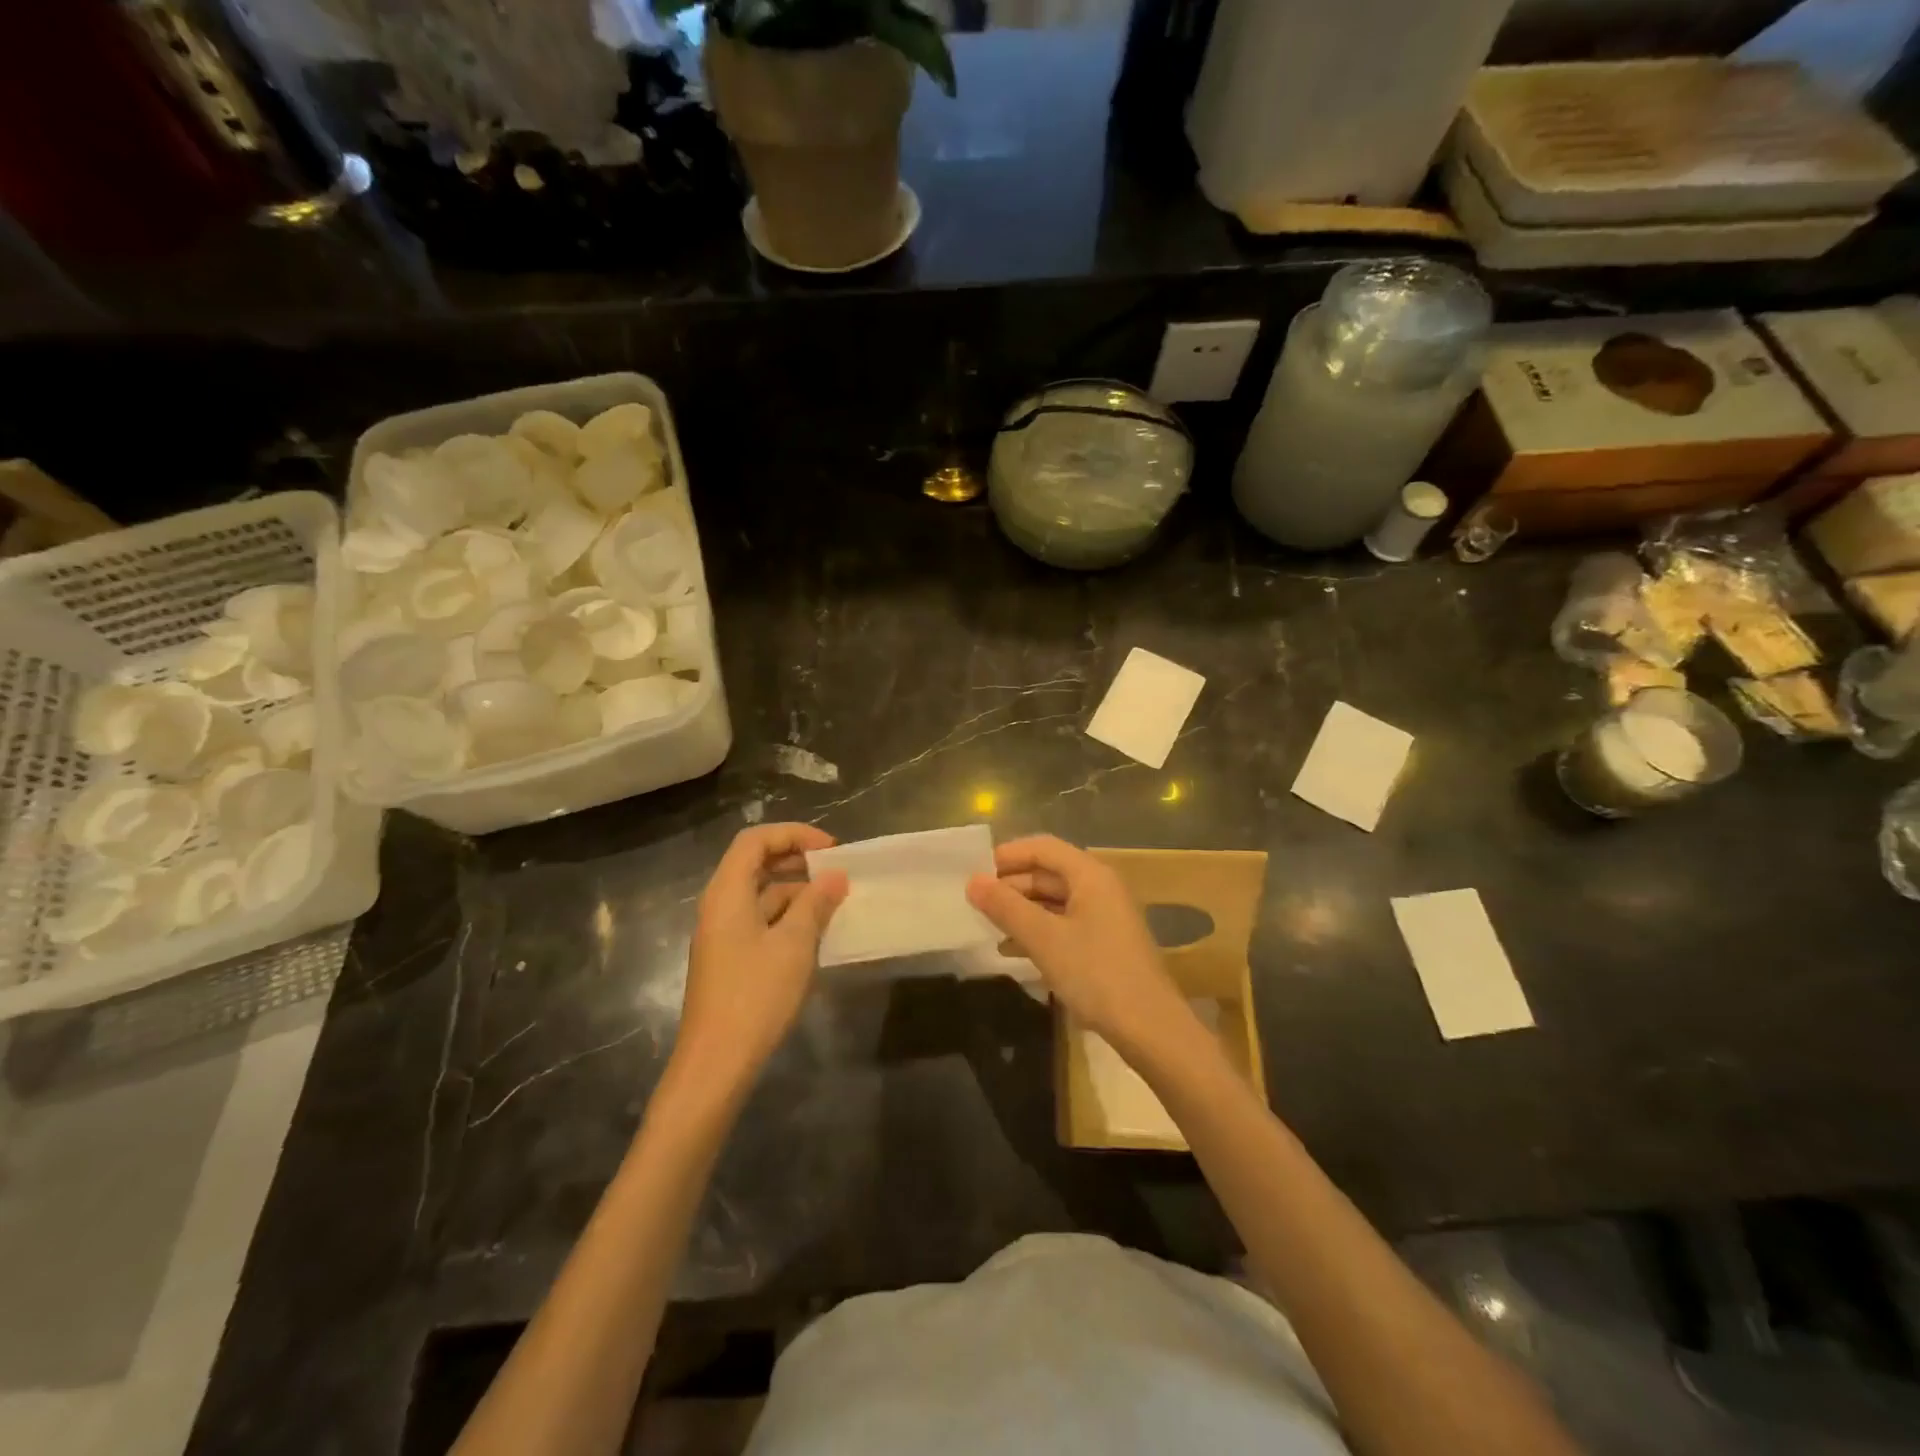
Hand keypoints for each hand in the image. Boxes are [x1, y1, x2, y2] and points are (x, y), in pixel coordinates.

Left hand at [677, 823, 848, 1089]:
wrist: (716, 1063)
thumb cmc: (756, 996)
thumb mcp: (795, 944)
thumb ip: (816, 904)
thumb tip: (836, 876)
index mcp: (727, 893)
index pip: (755, 840)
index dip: (793, 834)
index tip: (831, 849)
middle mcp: (719, 905)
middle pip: (755, 863)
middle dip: (796, 858)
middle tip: (834, 869)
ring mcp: (722, 933)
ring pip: (759, 893)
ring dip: (795, 889)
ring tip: (833, 901)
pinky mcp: (729, 958)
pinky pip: (759, 920)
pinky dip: (787, 915)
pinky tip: (815, 932)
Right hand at [967, 835, 1189, 1058]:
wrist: (1150, 1028)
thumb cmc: (1095, 973)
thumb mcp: (1044, 938)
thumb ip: (1006, 907)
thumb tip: (973, 881)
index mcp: (1090, 875)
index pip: (1043, 847)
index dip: (1008, 855)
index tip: (974, 871)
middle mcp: (1101, 888)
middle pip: (1049, 872)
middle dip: (1012, 885)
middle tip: (976, 903)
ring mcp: (1106, 917)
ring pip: (1055, 901)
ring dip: (1022, 910)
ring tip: (988, 926)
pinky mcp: (1106, 944)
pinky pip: (1065, 924)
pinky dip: (1039, 931)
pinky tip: (1013, 950)